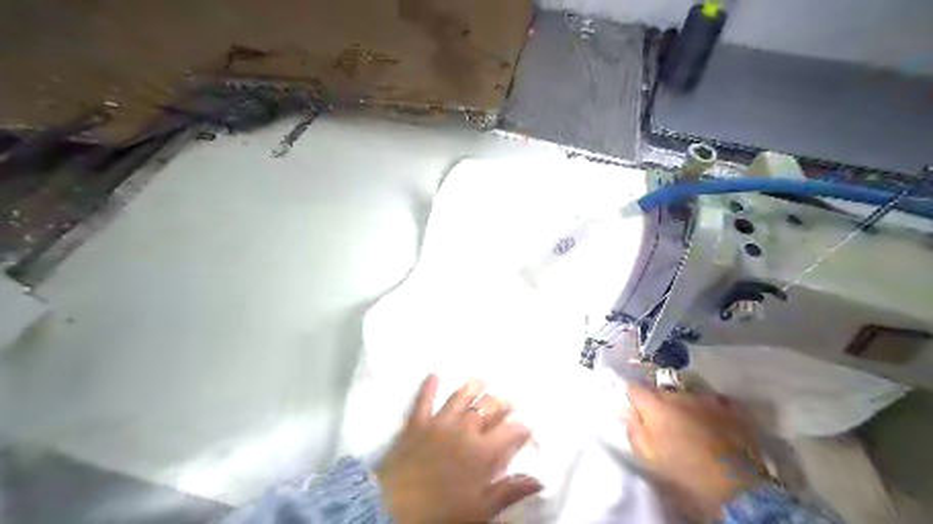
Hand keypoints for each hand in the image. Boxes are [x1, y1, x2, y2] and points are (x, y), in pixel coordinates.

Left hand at [377, 374, 543, 522]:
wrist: (393, 508)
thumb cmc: (441, 513)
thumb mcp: (480, 510)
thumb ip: (509, 491)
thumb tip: (538, 480)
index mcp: (483, 452)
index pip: (509, 432)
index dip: (520, 428)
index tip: (526, 427)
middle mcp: (464, 430)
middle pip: (487, 408)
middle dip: (500, 402)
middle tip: (507, 400)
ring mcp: (439, 423)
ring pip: (460, 398)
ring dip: (472, 388)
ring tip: (480, 381)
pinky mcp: (416, 423)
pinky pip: (423, 400)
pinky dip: (428, 387)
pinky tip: (433, 375)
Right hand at [622, 382, 769, 521]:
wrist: (739, 490)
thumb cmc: (685, 475)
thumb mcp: (650, 459)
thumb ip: (634, 431)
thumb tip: (625, 411)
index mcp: (656, 407)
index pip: (635, 389)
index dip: (633, 398)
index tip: (636, 410)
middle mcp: (679, 395)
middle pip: (662, 392)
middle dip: (660, 403)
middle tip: (663, 423)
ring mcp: (708, 399)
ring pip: (689, 395)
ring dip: (685, 405)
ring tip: (690, 423)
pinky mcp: (733, 409)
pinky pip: (717, 401)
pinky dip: (712, 408)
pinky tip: (714, 420)